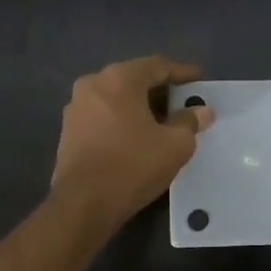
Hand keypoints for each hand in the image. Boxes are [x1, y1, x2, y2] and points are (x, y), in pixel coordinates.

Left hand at [51, 56, 212, 226]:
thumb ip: (190, 122)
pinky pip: (103, 115)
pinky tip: (137, 137)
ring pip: (117, 98)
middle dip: (160, 90)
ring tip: (163, 123)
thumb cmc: (133, 166)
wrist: (83, 204)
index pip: (157, 66)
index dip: (182, 72)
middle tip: (183, 103)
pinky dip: (123, 119)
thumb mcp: (175, 145)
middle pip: (134, 79)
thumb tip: (201, 111)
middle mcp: (93, 84)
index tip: (200, 80)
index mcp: (119, 79)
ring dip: (140, 106)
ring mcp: (76, 107)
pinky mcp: (69, 131)